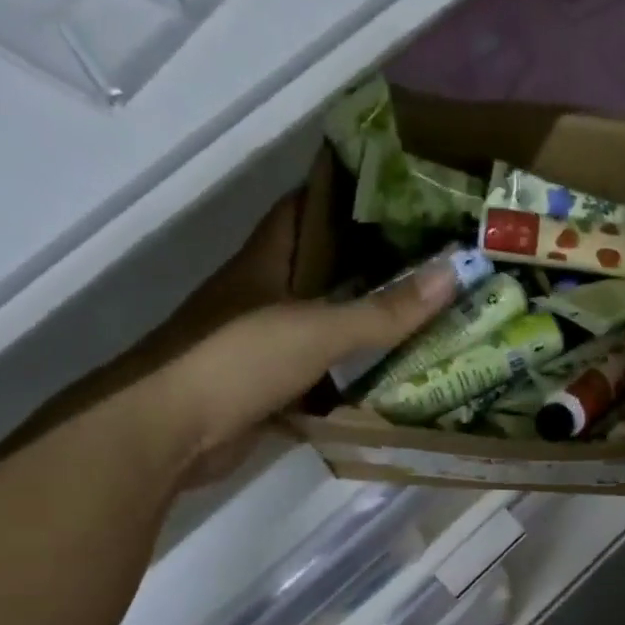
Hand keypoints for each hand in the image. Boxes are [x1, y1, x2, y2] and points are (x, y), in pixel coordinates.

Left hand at [129, 205, 455, 490]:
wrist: (172, 431)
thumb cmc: (238, 359)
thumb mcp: (318, 329)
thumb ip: (384, 310)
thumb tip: (452, 274)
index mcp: (266, 263)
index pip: (304, 209)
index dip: (345, 195)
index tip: (398, 193)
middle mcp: (263, 297)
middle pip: (322, 273)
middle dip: (372, 269)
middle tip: (433, 265)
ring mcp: (262, 347)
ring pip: (323, 329)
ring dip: (363, 329)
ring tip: (425, 321)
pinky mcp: (266, 391)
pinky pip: (319, 379)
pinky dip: (348, 382)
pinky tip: (390, 383)